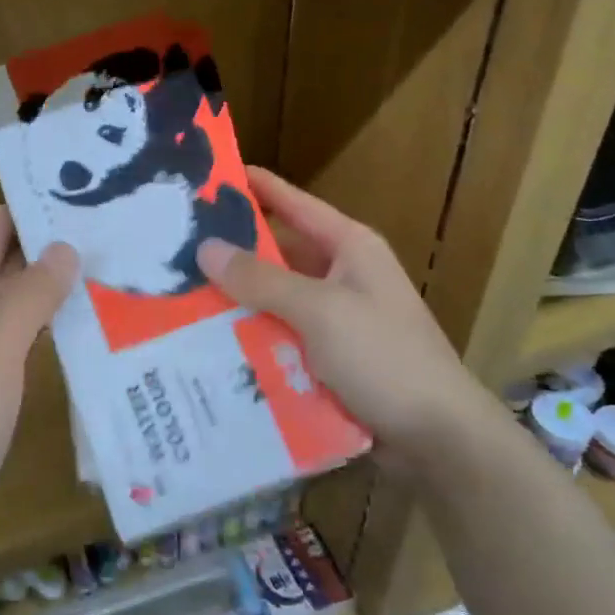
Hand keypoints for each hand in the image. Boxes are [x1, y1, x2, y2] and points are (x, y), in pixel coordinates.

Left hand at [0, 207, 78, 530]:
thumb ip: (30, 297)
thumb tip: (65, 246)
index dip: (29, 206)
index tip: (78, 188)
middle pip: (6, 260)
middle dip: (49, 242)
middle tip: (107, 224)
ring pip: (16, 296)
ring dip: (52, 280)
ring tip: (106, 261)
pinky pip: (20, 329)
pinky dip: (48, 316)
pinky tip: (83, 317)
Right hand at [196, 168, 495, 478]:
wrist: (439, 439)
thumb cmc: (384, 358)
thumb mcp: (320, 311)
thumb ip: (262, 279)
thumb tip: (206, 247)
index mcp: (349, 248)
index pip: (293, 203)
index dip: (254, 187)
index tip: (206, 176)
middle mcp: (341, 276)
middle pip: (278, 254)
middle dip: (232, 253)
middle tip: (175, 249)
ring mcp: (336, 320)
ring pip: (275, 300)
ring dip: (237, 301)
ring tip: (179, 297)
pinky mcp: (329, 359)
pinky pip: (280, 338)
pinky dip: (251, 339)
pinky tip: (208, 344)